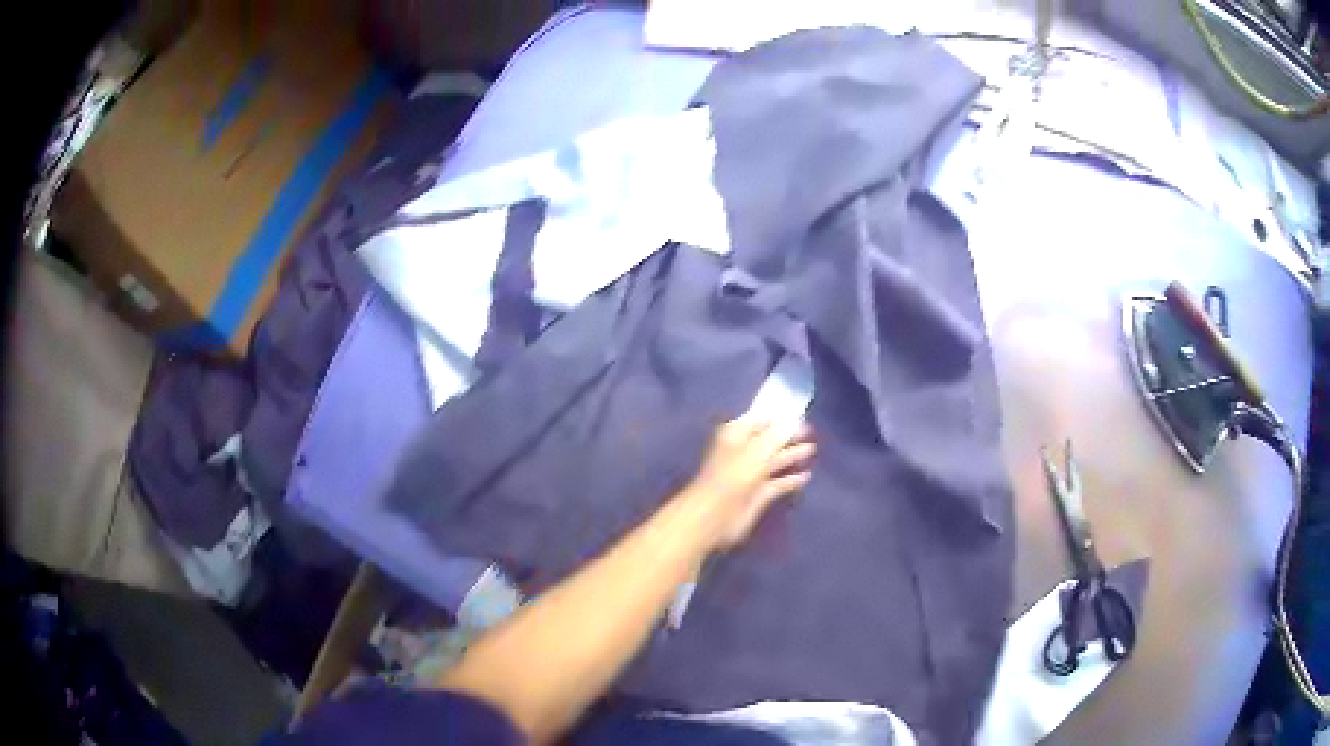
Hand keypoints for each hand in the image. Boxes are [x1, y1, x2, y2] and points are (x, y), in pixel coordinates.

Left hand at [683, 418, 815, 549]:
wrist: (717, 514)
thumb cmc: (736, 474)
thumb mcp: (760, 448)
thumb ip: (781, 433)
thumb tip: (797, 420)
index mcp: (737, 434)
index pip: (761, 420)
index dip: (780, 418)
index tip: (802, 417)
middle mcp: (744, 451)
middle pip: (770, 440)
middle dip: (789, 436)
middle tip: (812, 433)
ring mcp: (751, 474)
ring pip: (775, 461)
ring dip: (792, 456)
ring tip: (812, 450)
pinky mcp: (758, 494)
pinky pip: (778, 483)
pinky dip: (791, 479)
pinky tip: (806, 476)